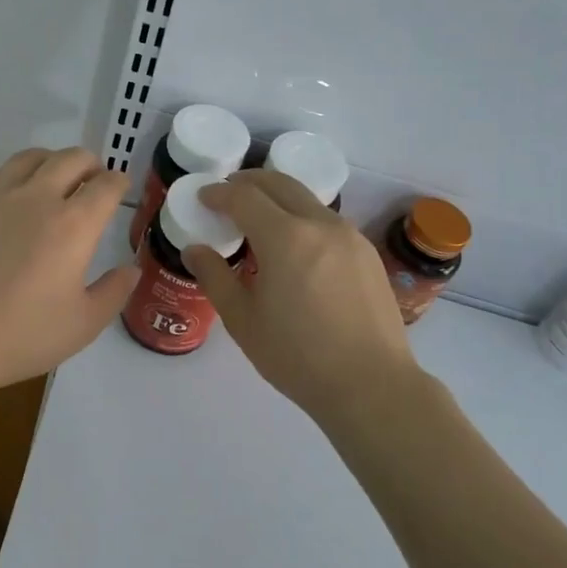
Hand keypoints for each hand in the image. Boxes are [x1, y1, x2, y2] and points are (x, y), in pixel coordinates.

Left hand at [0, 147, 139, 401]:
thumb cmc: (21, 336)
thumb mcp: (83, 325)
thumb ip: (114, 292)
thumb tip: (132, 269)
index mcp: (74, 225)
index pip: (106, 186)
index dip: (119, 183)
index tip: (121, 188)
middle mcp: (38, 198)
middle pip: (72, 159)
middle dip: (91, 164)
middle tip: (95, 179)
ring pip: (31, 157)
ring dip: (53, 161)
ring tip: (56, 176)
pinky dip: (14, 174)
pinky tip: (12, 192)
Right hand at [183, 171, 422, 420]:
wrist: (372, 386)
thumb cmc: (298, 356)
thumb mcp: (243, 320)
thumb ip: (215, 277)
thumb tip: (195, 250)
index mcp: (285, 237)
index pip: (244, 197)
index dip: (219, 193)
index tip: (204, 198)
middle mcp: (320, 224)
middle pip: (279, 183)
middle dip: (248, 182)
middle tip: (228, 194)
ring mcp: (349, 235)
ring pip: (306, 199)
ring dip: (277, 197)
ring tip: (259, 219)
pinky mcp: (367, 252)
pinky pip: (326, 220)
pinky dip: (302, 217)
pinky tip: (295, 246)